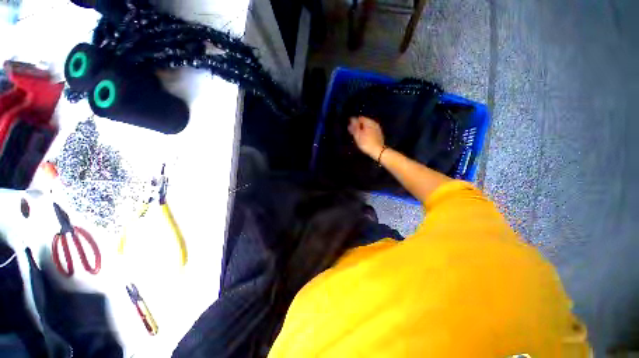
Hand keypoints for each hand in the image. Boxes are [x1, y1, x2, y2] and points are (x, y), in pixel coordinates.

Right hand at [348, 116, 384, 158]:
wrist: (378, 151)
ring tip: (357, 135)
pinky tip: (364, 137)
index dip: (354, 121)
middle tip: (353, 131)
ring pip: (368, 126)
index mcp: (369, 122)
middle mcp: (374, 123)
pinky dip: (366, 132)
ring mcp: (377, 128)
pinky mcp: (379, 134)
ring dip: (362, 129)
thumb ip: (354, 127)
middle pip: (364, 121)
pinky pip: (371, 130)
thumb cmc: (366, 143)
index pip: (360, 118)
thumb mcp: (358, 135)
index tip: (350, 126)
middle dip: (358, 125)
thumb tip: (351, 120)